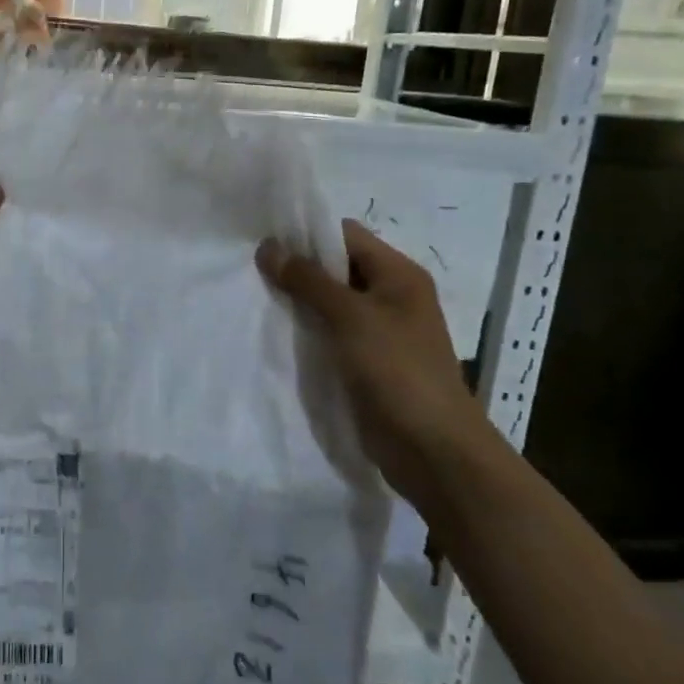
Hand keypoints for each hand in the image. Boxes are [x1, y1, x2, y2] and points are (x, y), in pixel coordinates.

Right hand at [257, 219, 490, 510]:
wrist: (432, 450)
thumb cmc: (397, 370)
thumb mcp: (350, 317)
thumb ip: (308, 280)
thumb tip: (268, 246)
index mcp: (399, 275)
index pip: (346, 236)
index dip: (307, 233)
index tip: (264, 239)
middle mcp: (391, 296)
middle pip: (337, 268)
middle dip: (297, 268)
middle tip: (251, 269)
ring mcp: (380, 331)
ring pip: (331, 303)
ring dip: (299, 301)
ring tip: (256, 297)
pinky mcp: (367, 362)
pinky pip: (331, 334)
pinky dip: (307, 330)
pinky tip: (275, 331)